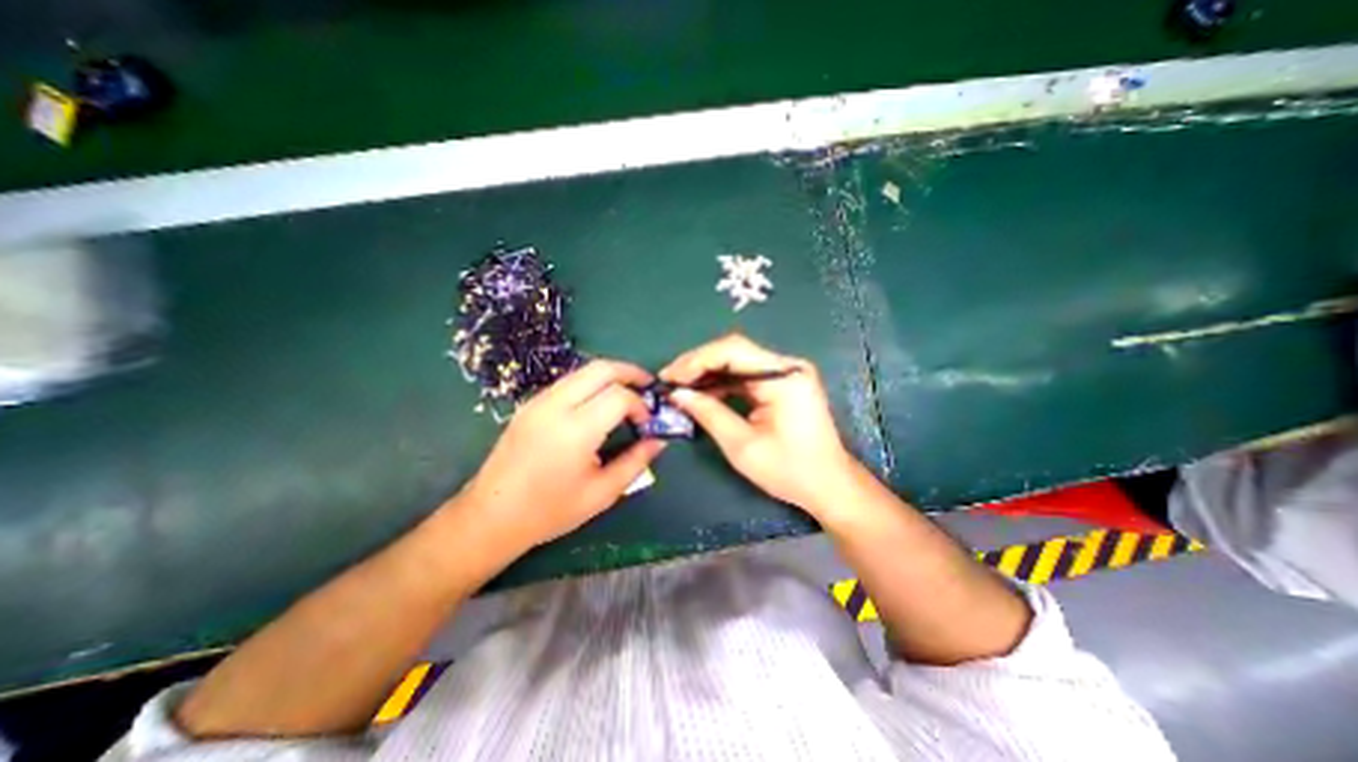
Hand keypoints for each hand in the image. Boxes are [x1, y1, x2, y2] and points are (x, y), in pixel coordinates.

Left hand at [457, 359, 667, 552]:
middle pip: (601, 369)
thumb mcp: (602, 493)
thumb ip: (635, 463)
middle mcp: (556, 406)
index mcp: (575, 431)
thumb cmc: (550, 511)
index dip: (640, 404)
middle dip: (630, 372)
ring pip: (583, 370)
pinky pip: (568, 381)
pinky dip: (591, 383)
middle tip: (647, 387)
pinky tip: (599, 402)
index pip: (619, 396)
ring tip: (627, 393)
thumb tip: (658, 441)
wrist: (492, 515)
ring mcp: (539, 401)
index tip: (646, 423)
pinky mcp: (530, 404)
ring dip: (611, 375)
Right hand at [662, 334, 856, 518]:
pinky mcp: (782, 384)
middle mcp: (787, 366)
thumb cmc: (789, 471)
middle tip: (669, 381)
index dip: (696, 360)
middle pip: (734, 351)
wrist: (829, 485)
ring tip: (679, 387)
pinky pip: (745, 375)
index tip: (669, 377)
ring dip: (707, 373)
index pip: (732, 350)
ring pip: (737, 361)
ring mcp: (786, 373)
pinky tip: (702, 393)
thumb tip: (677, 394)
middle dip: (698, 364)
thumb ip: (708, 413)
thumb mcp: (742, 445)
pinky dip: (722, 382)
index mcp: (783, 377)